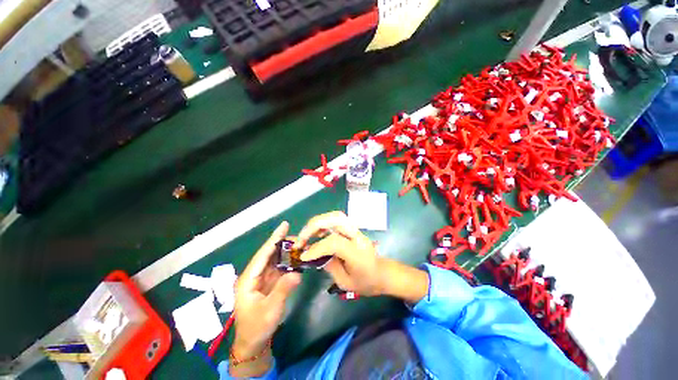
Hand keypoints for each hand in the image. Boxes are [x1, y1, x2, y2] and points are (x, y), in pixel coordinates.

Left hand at [231, 221, 300, 375]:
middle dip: (283, 243)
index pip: (263, 255)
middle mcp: (254, 275)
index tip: (284, 225)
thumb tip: (297, 273)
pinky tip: (297, 259)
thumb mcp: (270, 310)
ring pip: (275, 260)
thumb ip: (283, 289)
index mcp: (248, 279)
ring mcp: (262, 279)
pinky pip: (279, 268)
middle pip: (269, 254)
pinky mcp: (269, 283)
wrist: (254, 343)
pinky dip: (289, 262)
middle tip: (299, 238)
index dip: (274, 239)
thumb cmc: (257, 327)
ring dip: (287, 252)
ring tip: (300, 245)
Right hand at [296, 211, 428, 302]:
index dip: (317, 248)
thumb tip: (312, 255)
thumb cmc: (366, 282)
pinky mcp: (353, 228)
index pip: (335, 243)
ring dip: (318, 222)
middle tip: (301, 238)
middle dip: (315, 225)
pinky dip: (324, 223)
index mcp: (358, 253)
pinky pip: (337, 220)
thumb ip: (329, 266)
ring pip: (336, 216)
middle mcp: (357, 237)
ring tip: (306, 235)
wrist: (383, 273)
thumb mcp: (345, 283)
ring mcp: (356, 230)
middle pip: (337, 219)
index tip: (303, 256)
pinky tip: (317, 233)